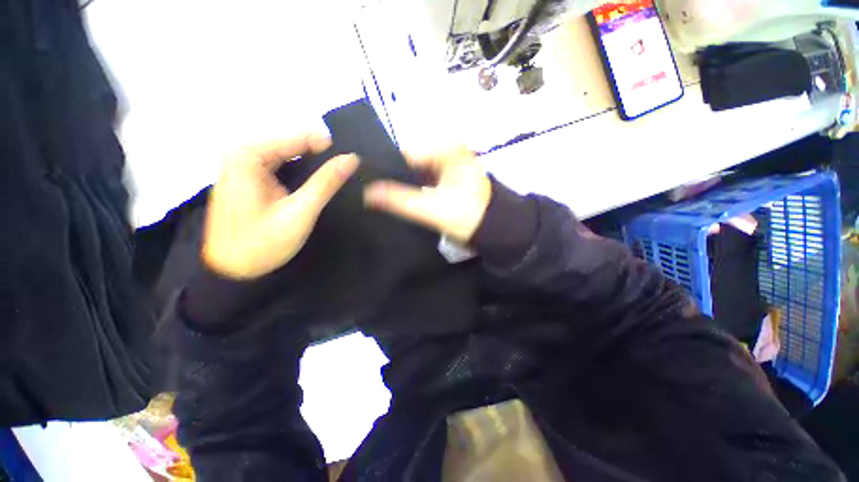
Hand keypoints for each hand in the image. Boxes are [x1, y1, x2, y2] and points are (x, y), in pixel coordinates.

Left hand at [203, 134, 358, 279]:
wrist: (231, 272)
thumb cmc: (263, 243)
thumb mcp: (300, 211)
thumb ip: (326, 182)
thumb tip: (351, 158)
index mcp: (248, 155)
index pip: (297, 137)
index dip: (327, 147)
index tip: (350, 160)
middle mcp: (240, 154)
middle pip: (290, 145)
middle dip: (318, 156)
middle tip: (343, 171)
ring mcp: (241, 167)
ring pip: (285, 156)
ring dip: (309, 166)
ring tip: (332, 177)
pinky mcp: (245, 180)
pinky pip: (277, 167)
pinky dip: (297, 173)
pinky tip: (311, 183)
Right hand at [363, 146, 491, 242]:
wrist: (495, 229)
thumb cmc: (468, 216)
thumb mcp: (432, 208)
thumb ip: (399, 200)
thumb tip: (367, 193)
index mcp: (447, 150)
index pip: (406, 154)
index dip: (386, 169)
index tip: (367, 184)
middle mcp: (449, 151)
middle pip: (412, 163)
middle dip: (395, 178)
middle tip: (373, 193)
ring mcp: (451, 164)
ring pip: (419, 172)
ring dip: (405, 184)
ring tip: (383, 197)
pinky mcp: (452, 177)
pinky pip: (427, 179)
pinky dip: (416, 188)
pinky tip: (403, 198)